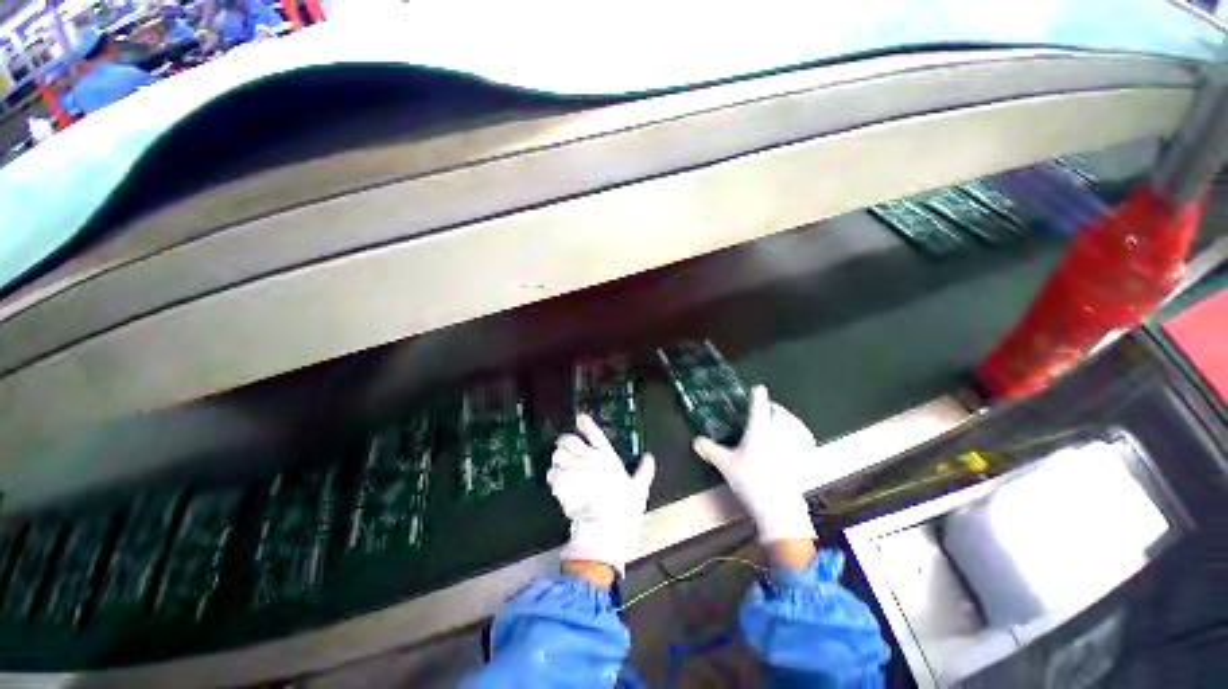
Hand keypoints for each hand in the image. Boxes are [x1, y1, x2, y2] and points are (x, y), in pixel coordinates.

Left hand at [548, 415, 655, 579]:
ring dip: (558, 460)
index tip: (580, 418)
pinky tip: (557, 483)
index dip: (586, 424)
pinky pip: (551, 475)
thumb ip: (644, 470)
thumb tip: (650, 457)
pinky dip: (553, 477)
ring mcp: (573, 471)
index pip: (595, 433)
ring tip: (561, 466)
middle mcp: (588, 459)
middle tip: (565, 448)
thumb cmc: (624, 507)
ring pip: (557, 455)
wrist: (605, 528)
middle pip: (569, 440)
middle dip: (565, 442)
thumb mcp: (639, 487)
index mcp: (606, 456)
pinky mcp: (562, 486)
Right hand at [693, 386, 817, 545]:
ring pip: (793, 422)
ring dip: (787, 418)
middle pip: (778, 411)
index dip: (757, 394)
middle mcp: (778, 431)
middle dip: (772, 407)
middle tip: (765, 409)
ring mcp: (793, 444)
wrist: (779, 508)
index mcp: (759, 428)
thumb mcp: (725, 465)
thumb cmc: (750, 481)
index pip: (759, 404)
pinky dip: (800, 434)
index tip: (757, 388)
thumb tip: (695, 440)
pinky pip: (805, 438)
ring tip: (781, 421)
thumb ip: (710, 450)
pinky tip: (797, 439)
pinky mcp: (804, 458)